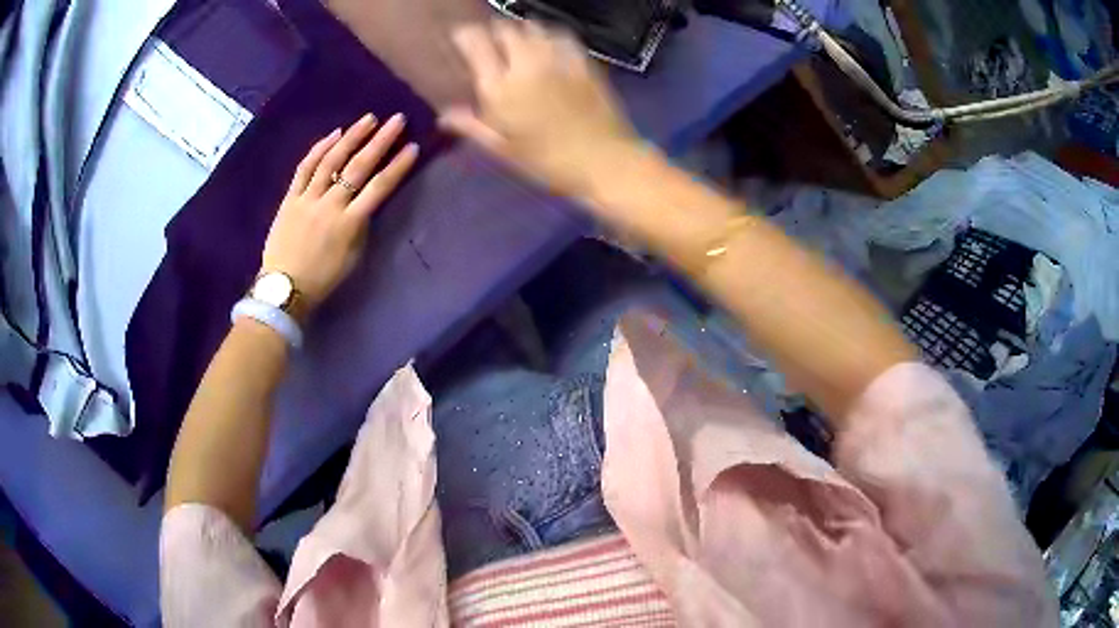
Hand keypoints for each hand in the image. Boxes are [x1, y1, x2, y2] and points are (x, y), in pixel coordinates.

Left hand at [261, 113, 417, 317]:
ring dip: (351, 137)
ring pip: (331, 161)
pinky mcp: (290, 198)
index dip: (397, 167)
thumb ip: (361, 226)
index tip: (413, 147)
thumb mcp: (352, 258)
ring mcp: (307, 199)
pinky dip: (319, 149)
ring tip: (368, 119)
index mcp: (349, 224)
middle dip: (380, 141)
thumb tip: (366, 202)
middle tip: (396, 119)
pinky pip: (304, 168)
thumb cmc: (323, 279)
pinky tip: (334, 134)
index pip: (379, 188)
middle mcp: (330, 205)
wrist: (284, 289)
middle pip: (358, 167)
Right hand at [441, 20, 638, 194]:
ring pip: (532, 26)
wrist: (604, 160)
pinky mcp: (582, 59)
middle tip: (492, 43)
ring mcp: (557, 58)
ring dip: (520, 31)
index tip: (462, 39)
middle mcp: (525, 63)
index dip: (465, 34)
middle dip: (494, 31)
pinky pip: (560, 34)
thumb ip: (472, 126)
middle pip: (504, 28)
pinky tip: (547, 46)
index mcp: (500, 87)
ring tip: (518, 43)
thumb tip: (444, 113)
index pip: (474, 41)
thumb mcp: (503, 149)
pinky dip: (548, 35)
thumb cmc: (548, 162)